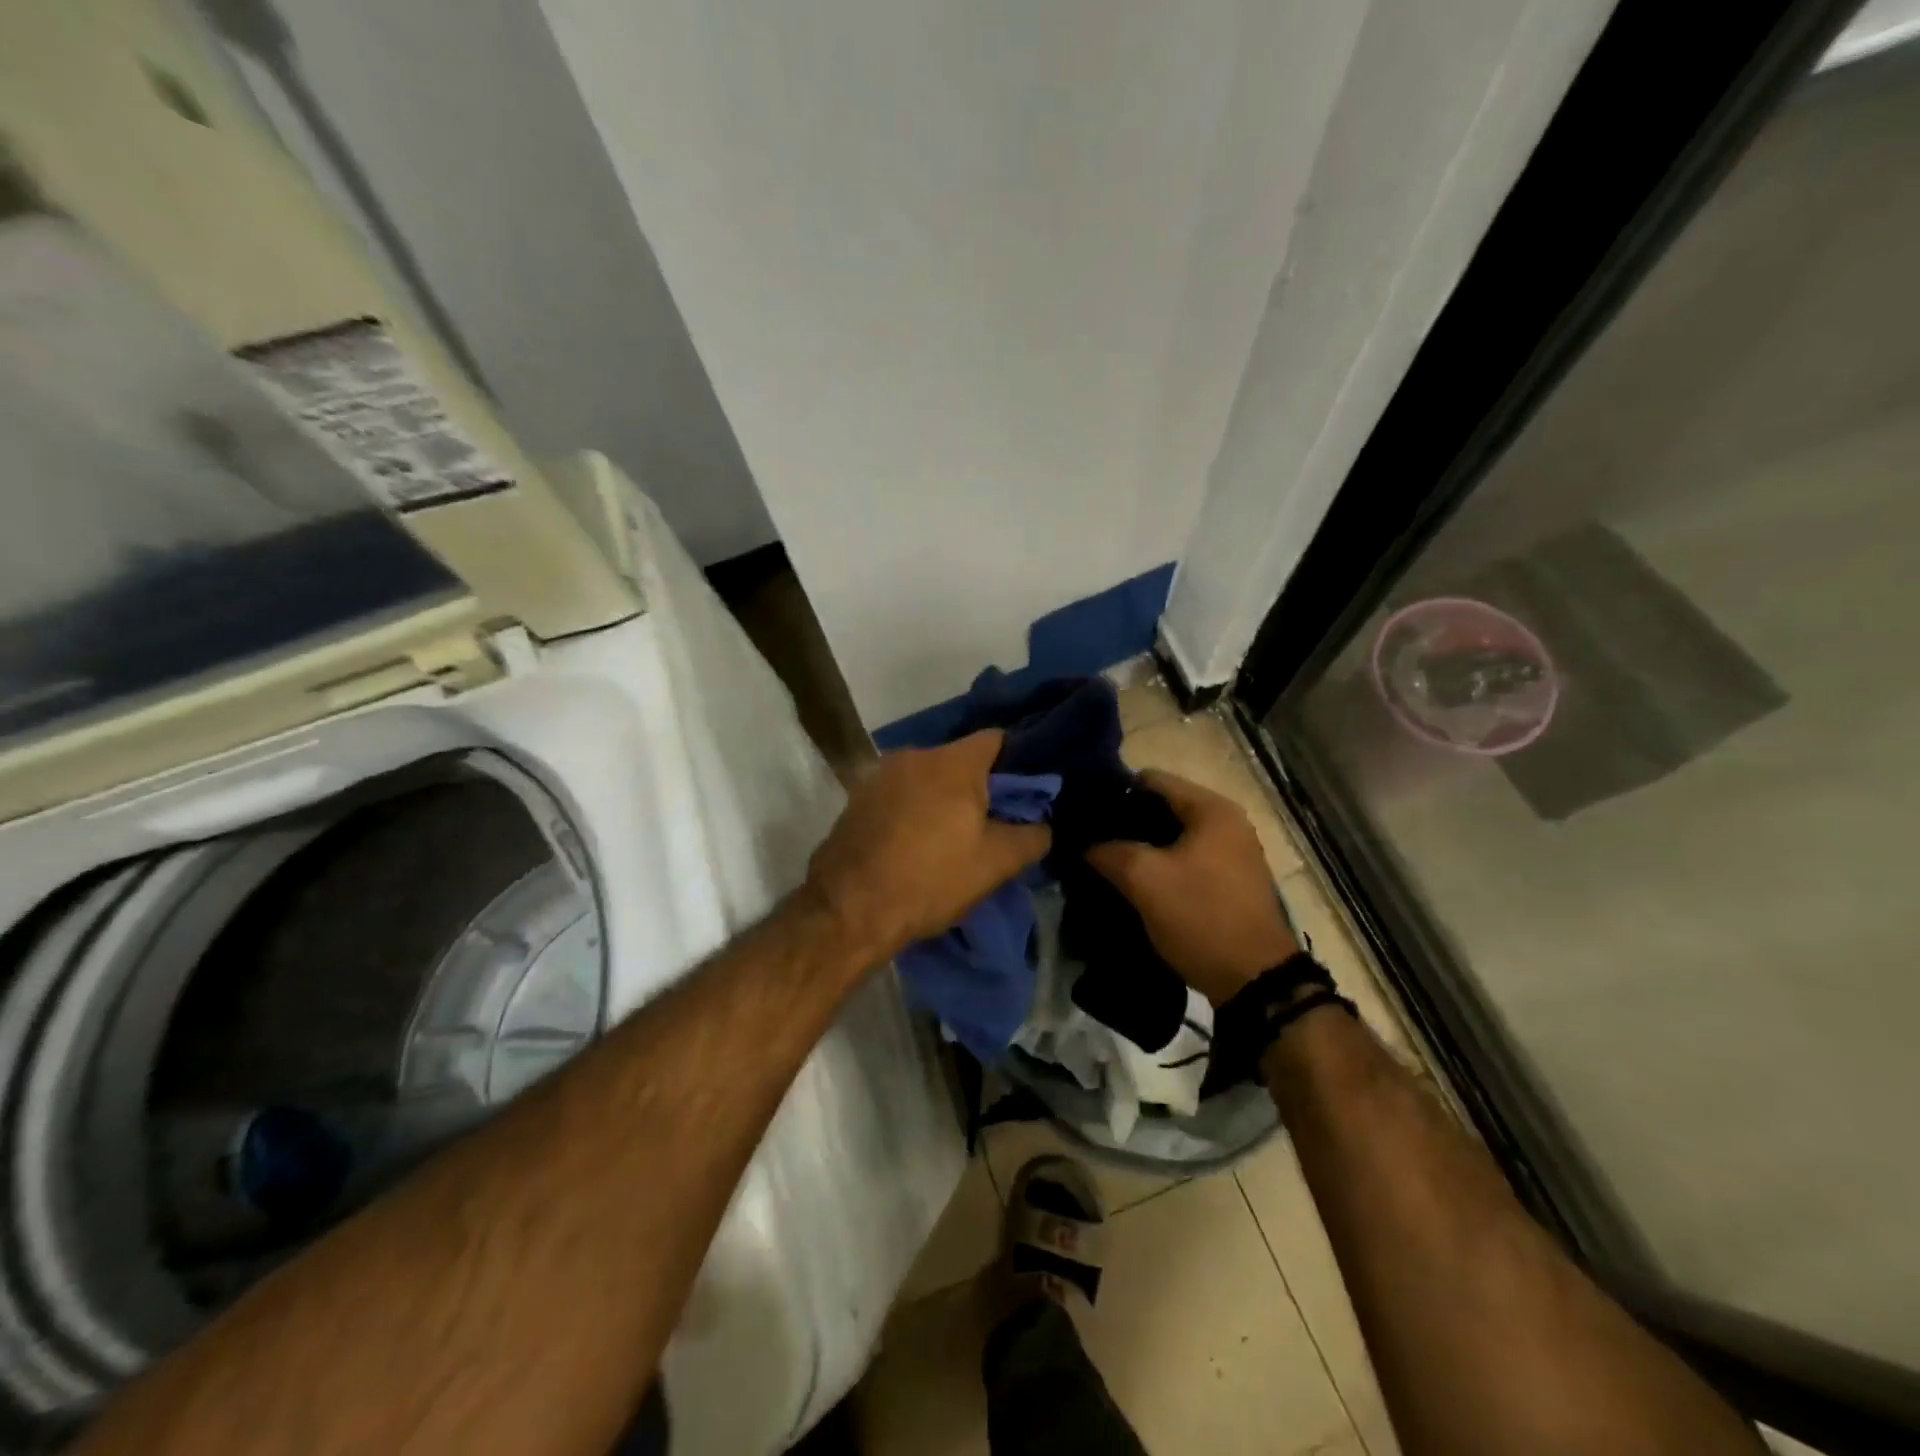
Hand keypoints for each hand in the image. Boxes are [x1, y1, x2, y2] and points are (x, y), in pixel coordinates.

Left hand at [805, 730, 1050, 964]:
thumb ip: (1031, 836)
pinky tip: (915, 841)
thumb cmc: (930, 879)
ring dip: (943, 798)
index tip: (1025, 792)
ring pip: (928, 777)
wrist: (848, 909)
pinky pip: (900, 793)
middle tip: (992, 820)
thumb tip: (1043, 825)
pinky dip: (914, 808)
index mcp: (953, 761)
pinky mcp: (857, 797)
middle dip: (979, 785)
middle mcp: (915, 755)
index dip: (1018, 762)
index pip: (998, 739)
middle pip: (960, 759)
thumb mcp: (995, 864)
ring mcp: (880, 774)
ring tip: (952, 835)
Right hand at [1086, 770, 1297, 1006]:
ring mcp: (1233, 852)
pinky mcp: (1231, 880)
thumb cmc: (1200, 916)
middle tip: (1090, 839)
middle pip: (1163, 806)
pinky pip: (1186, 859)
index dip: (1114, 792)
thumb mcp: (1144, 879)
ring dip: (1142, 846)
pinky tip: (1135, 881)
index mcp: (1212, 809)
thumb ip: (1108, 851)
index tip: (1084, 812)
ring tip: (1106, 860)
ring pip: (1174, 836)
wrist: (1255, 980)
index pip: (1152, 780)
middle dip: (1126, 822)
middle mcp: (1228, 822)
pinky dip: (1161, 865)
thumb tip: (1084, 842)